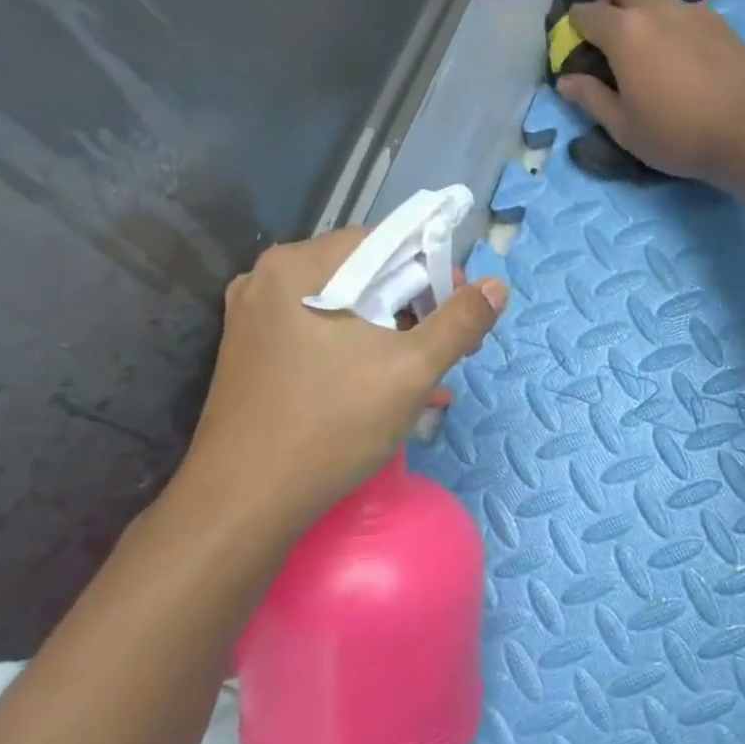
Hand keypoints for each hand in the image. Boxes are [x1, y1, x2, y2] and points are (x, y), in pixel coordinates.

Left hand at [173, 229, 505, 534]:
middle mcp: (270, 281)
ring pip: (348, 313)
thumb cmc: (333, 424)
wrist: (246, 501)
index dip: (434, 271)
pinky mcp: (257, 358)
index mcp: (300, 267)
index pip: (385, 242)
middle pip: (365, 277)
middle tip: (453, 349)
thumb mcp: (411, 370)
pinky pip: (324, 340)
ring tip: (433, 377)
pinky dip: (363, 356)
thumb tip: (497, 286)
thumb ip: (460, 322)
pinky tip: (395, 392)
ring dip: (396, 339)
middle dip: (418, 310)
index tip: (464, 311)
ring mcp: (258, 322)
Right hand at [557, 0, 744, 183]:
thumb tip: (566, 81)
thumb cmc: (677, 135)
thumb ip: (592, 99)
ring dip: (646, 15)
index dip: (575, 32)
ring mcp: (691, 10)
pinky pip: (687, 15)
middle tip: (613, 33)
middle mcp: (655, 8)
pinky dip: (676, 30)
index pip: (584, 13)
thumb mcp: (625, 128)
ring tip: (655, 60)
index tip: (581, 54)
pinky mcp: (719, 23)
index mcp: (624, 32)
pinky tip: (687, 66)